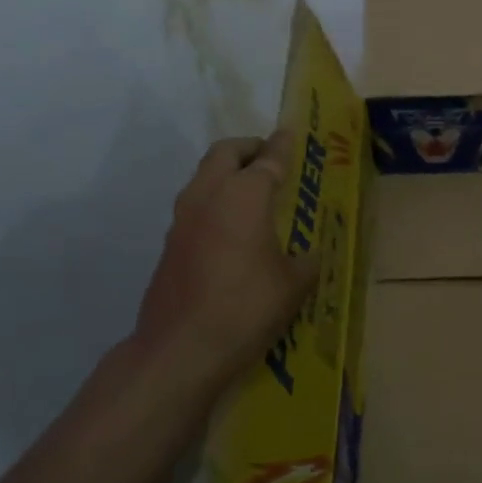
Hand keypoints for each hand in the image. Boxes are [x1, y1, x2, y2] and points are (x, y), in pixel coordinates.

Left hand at [130, 132, 318, 396]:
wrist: (181, 349)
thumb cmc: (247, 307)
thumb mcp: (294, 284)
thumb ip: (306, 260)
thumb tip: (309, 254)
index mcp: (244, 196)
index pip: (268, 160)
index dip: (282, 146)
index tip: (290, 133)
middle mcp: (209, 196)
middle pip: (225, 153)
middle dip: (248, 148)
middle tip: (269, 156)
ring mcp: (183, 220)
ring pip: (204, 177)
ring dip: (227, 173)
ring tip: (252, 190)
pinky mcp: (171, 244)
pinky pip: (196, 206)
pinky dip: (215, 201)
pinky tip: (233, 228)